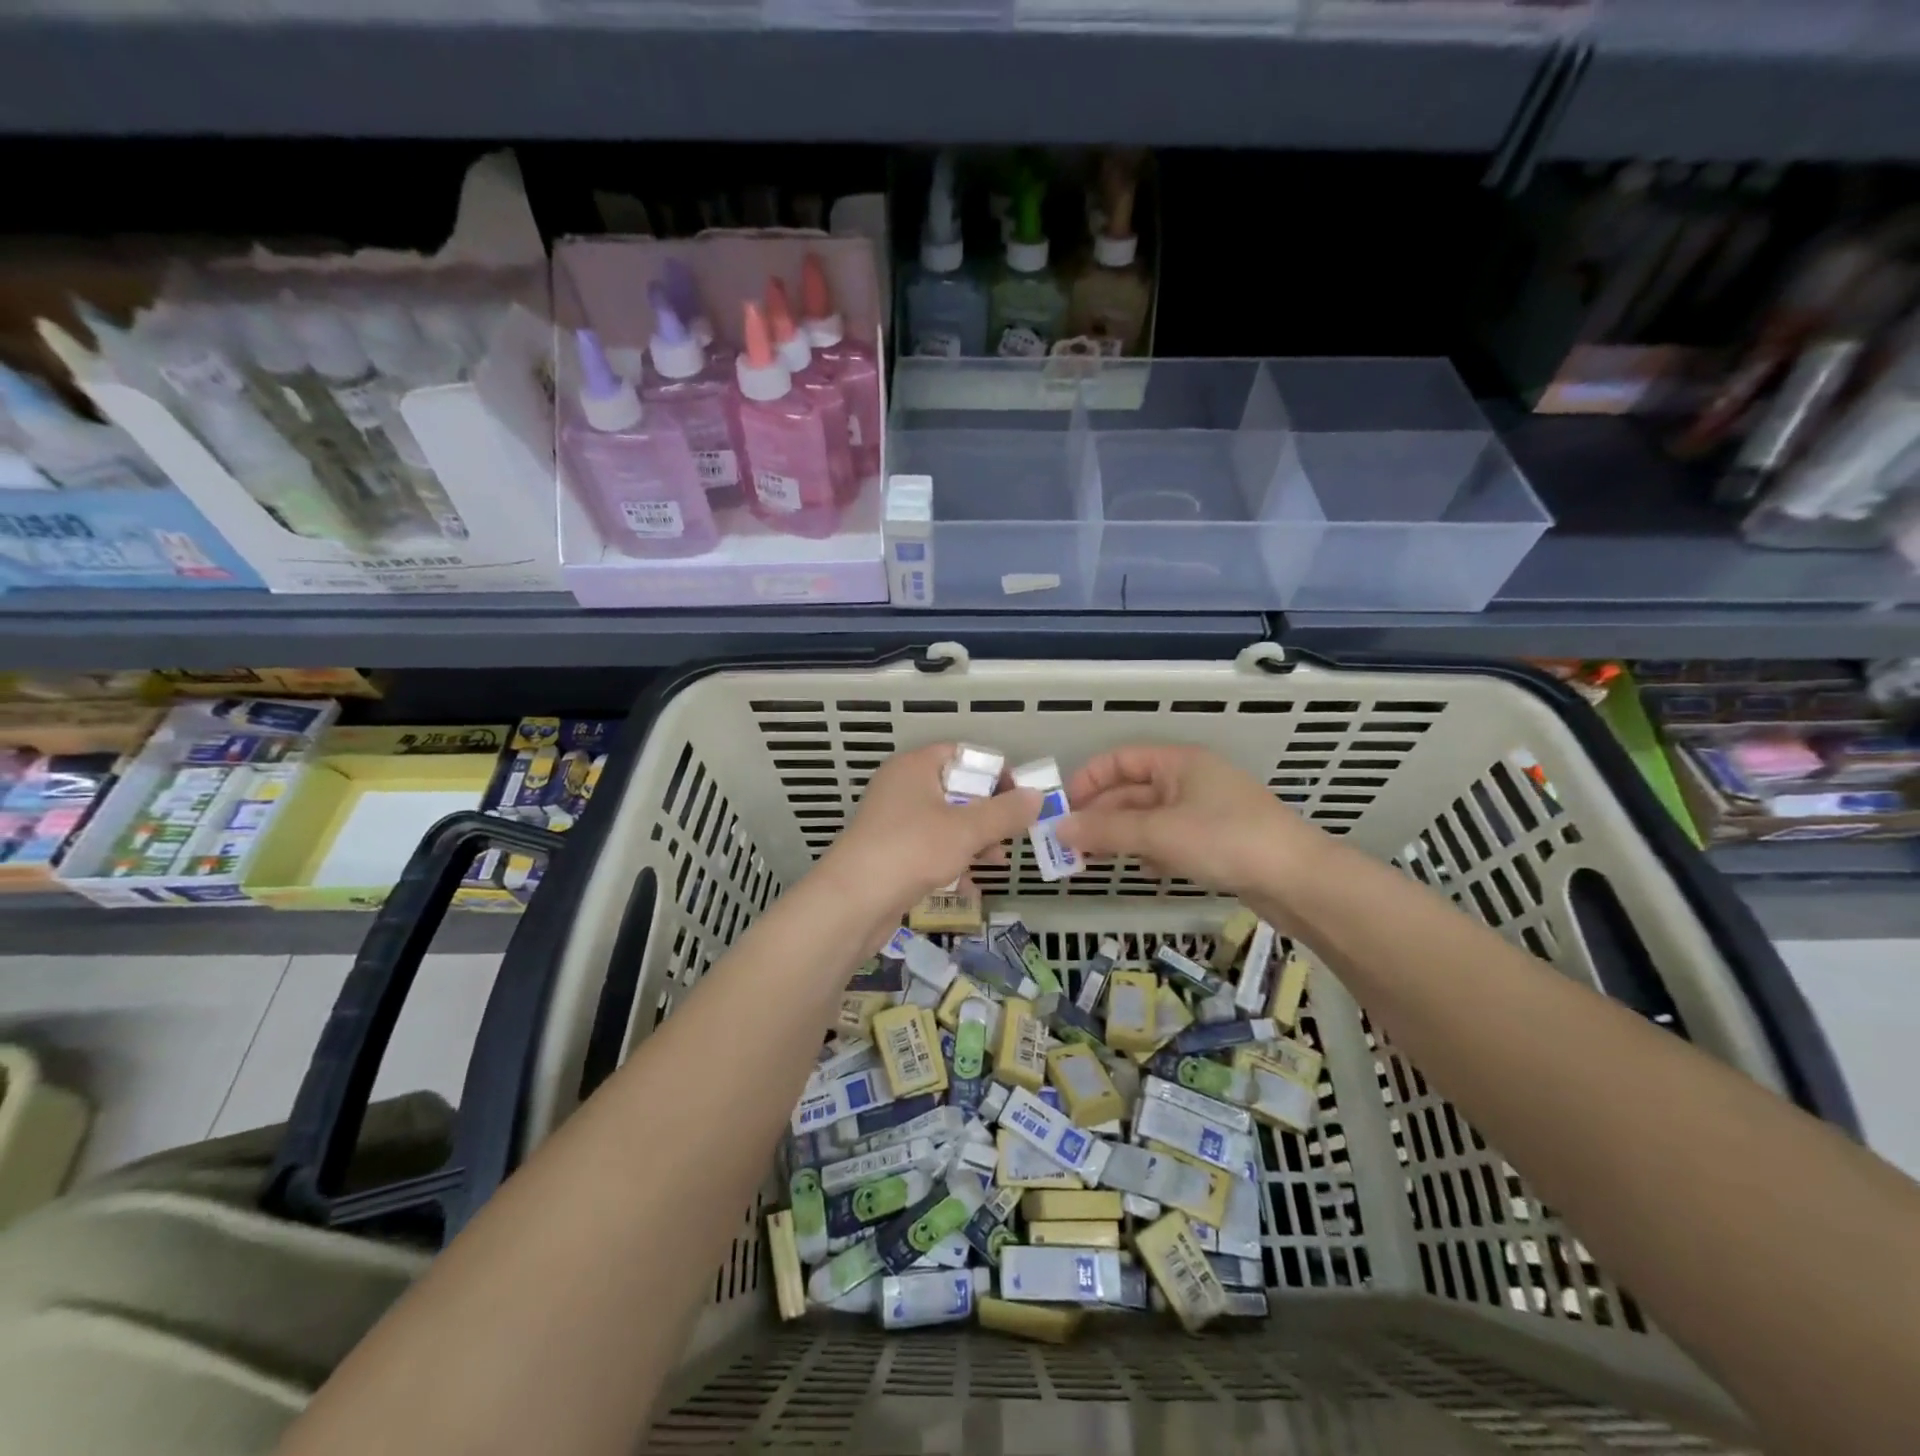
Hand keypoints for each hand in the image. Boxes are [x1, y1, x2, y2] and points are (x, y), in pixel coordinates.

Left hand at [820, 745, 1040, 919]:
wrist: (852, 903)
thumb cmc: (911, 851)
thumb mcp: (966, 830)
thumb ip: (1005, 813)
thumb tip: (1037, 797)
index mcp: (915, 767)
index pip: (963, 754)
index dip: (995, 773)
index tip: (1020, 799)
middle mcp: (902, 787)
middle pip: (957, 790)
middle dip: (988, 814)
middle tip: (1012, 834)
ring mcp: (894, 821)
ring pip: (946, 822)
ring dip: (974, 841)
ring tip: (995, 863)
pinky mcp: (890, 853)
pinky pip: (930, 849)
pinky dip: (951, 862)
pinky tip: (968, 886)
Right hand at [1056, 744, 1319, 901]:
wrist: (1300, 881)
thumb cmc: (1226, 840)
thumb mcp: (1159, 832)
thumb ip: (1106, 830)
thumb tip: (1057, 829)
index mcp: (1178, 763)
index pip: (1119, 760)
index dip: (1088, 780)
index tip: (1063, 810)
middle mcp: (1190, 781)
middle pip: (1131, 792)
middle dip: (1101, 816)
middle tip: (1069, 846)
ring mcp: (1205, 812)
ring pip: (1149, 819)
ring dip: (1122, 836)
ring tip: (1095, 860)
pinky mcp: (1216, 842)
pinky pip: (1171, 840)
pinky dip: (1152, 852)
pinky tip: (1145, 870)